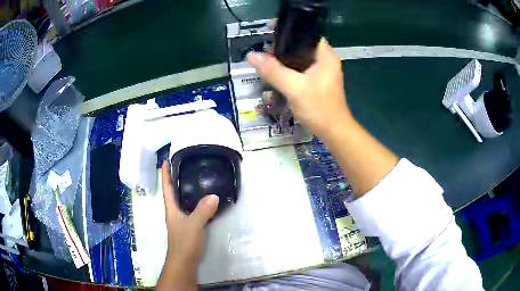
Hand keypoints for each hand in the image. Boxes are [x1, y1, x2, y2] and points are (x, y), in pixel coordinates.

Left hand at [156, 161, 218, 290]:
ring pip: (183, 201)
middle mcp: (175, 212)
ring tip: (194, 178)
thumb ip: (202, 211)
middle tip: (183, 165)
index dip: (165, 174)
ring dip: (185, 189)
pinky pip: (191, 209)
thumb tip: (214, 195)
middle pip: (173, 192)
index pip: (167, 188)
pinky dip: (195, 201)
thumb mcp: (193, 225)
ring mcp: (181, 220)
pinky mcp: (189, 227)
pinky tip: (204, 201)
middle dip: (175, 178)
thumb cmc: (184, 243)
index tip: (165, 160)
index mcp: (171, 209)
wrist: (184, 262)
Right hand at [248, 38, 351, 140]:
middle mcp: (326, 61)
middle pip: (302, 46)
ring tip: (267, 61)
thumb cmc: (319, 108)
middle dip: (284, 47)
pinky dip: (290, 69)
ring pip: (301, 58)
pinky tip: (278, 74)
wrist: (334, 132)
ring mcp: (323, 72)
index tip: (270, 33)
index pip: (307, 34)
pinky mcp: (319, 82)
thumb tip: (252, 56)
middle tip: (266, 51)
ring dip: (285, 59)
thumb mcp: (294, 88)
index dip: (289, 31)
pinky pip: (302, 69)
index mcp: (326, 56)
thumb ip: (273, 71)